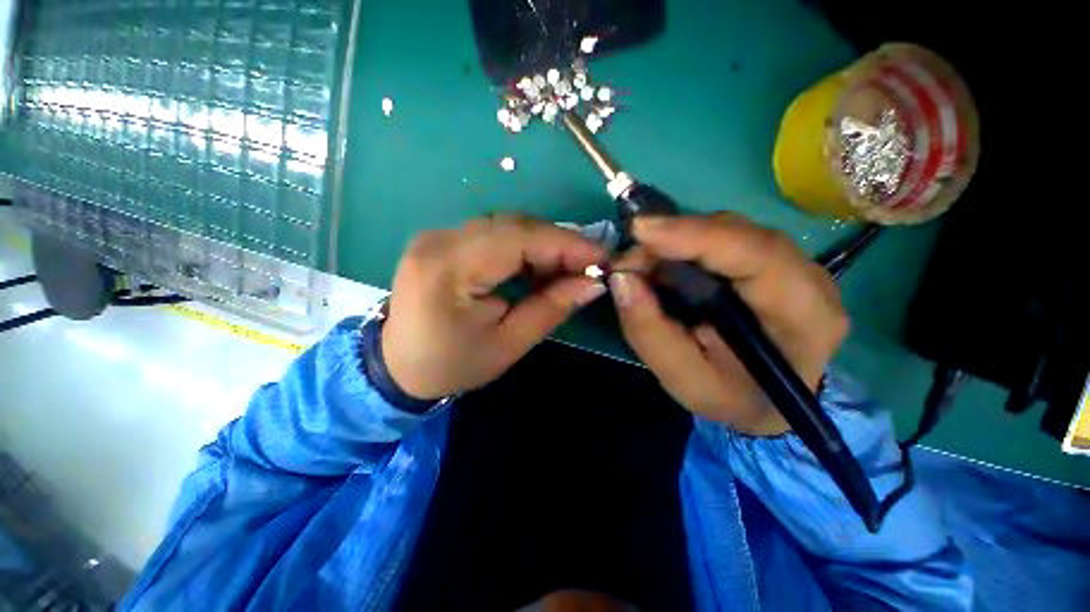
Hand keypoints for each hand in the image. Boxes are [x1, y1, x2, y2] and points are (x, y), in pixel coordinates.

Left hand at [382, 215, 606, 399]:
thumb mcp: (507, 344)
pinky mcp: (443, 241)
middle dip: (558, 243)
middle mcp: (439, 239)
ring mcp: (438, 236)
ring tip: (568, 269)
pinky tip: (539, 267)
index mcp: (448, 268)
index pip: (519, 239)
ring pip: (506, 226)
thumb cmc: (452, 365)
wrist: (398, 368)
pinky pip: (494, 234)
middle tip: (589, 266)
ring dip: (543, 245)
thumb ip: (551, 308)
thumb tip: (594, 283)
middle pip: (513, 226)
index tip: (603, 257)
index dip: (567, 244)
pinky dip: (523, 247)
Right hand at [609, 214, 848, 434]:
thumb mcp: (685, 381)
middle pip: (740, 234)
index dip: (696, 236)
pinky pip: (724, 238)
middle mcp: (809, 279)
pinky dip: (686, 244)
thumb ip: (651, 334)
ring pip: (730, 230)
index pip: (757, 256)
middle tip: (628, 257)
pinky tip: (662, 262)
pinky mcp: (771, 261)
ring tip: (640, 262)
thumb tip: (621, 279)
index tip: (640, 231)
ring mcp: (793, 264)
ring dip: (678, 239)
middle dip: (676, 236)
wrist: (769, 403)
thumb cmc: (732, 398)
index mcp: (805, 318)